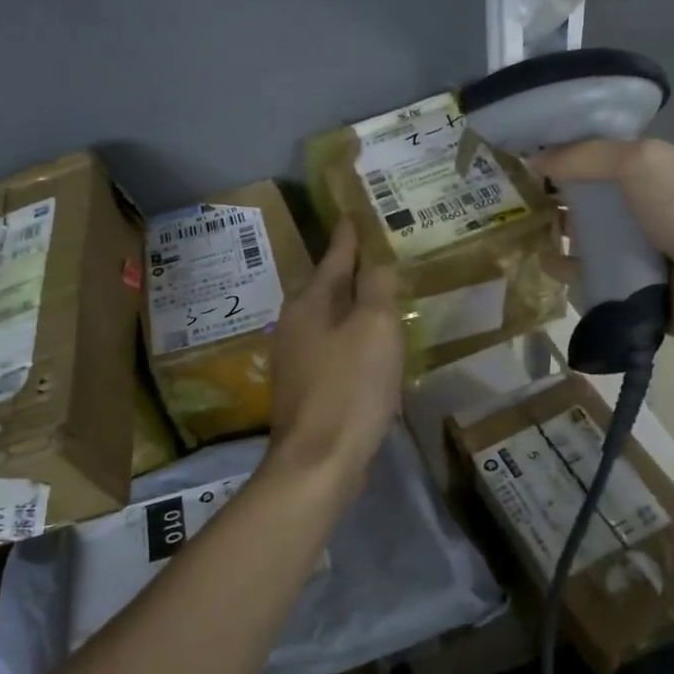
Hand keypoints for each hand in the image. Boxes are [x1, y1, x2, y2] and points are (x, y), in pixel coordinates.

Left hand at [268, 220, 403, 479]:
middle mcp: (294, 322)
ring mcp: (294, 357)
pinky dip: (350, 337)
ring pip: (328, 317)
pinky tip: (367, 347)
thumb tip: (376, 258)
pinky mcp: (303, 386)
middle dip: (350, 269)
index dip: (350, 234)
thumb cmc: (350, 387)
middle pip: (327, 285)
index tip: (356, 213)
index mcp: (310, 301)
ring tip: (378, 297)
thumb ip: (377, 287)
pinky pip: (331, 347)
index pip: (334, 254)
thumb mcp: (375, 328)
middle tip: (378, 254)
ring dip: (351, 305)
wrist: (318, 461)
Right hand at [531, 138, 673, 348]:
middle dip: (552, 196)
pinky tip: (544, 264)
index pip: (600, 156)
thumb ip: (585, 155)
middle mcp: (644, 207)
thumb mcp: (642, 162)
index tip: (522, 156)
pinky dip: (568, 272)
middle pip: (588, 198)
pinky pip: (590, 277)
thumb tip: (532, 157)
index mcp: (653, 171)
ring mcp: (638, 250)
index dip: (564, 153)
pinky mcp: (630, 288)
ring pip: (586, 238)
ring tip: (520, 232)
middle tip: (512, 198)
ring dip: (556, 234)